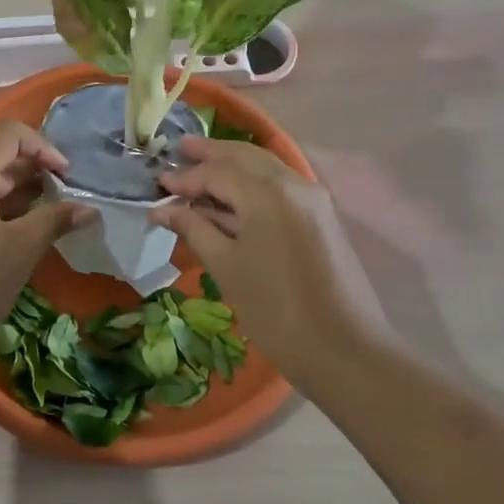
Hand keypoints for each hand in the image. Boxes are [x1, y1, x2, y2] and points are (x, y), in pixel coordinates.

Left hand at [0, 122, 93, 353]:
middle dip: (33, 172)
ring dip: (17, 195)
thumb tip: (89, 209)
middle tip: (63, 199)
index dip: (43, 147)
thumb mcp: (22, 248)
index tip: (66, 177)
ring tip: (46, 220)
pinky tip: (16, 239)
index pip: (8, 134)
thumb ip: (56, 220)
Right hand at [152, 138, 388, 388]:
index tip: (157, 184)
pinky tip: (232, 195)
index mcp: (267, 194)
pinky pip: (279, 185)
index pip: (217, 173)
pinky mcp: (321, 216)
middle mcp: (293, 184)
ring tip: (200, 167)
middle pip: (244, 157)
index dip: (185, 178)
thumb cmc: (276, 311)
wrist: (346, 351)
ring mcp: (312, 198)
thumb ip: (193, 229)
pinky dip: (252, 183)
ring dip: (232, 165)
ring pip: (264, 168)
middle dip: (210, 154)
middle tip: (179, 151)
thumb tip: (161, 209)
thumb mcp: (226, 268)